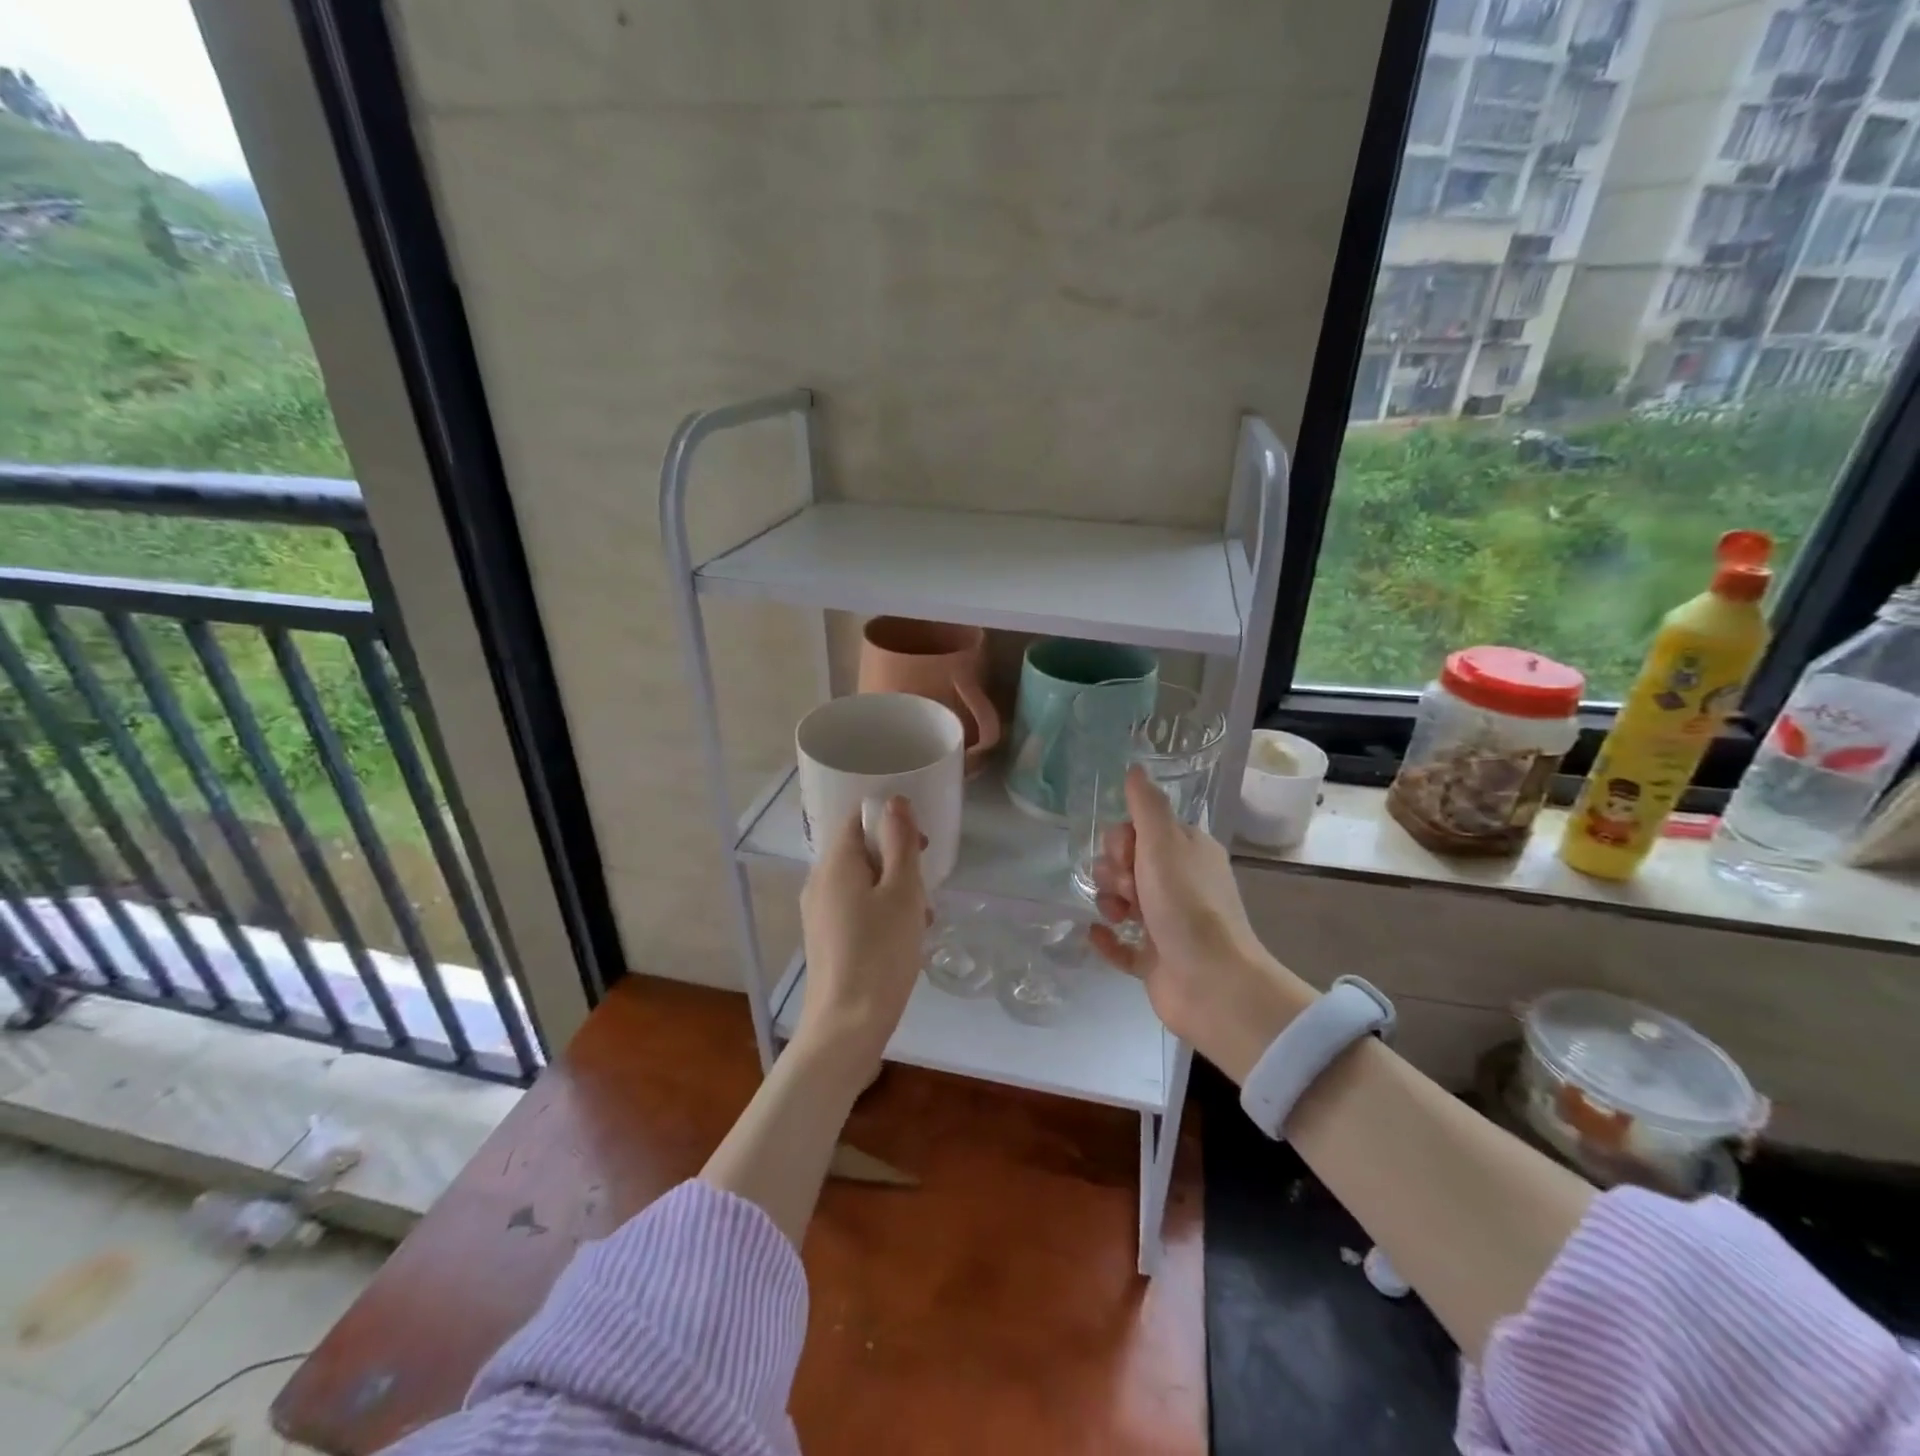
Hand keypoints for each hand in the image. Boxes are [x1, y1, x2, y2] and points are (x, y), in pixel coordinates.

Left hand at [795, 796, 929, 1078]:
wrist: (846, 1026)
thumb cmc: (881, 952)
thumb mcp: (902, 892)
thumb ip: (900, 843)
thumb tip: (894, 801)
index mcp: (835, 863)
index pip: (857, 818)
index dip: (891, 821)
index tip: (921, 844)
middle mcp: (819, 881)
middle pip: (860, 851)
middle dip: (897, 861)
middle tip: (925, 888)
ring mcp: (818, 912)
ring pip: (861, 882)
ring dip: (893, 890)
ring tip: (920, 919)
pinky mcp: (824, 938)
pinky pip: (854, 908)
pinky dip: (880, 912)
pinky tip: (902, 940)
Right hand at [1089, 766, 1314, 1082]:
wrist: (1212, 984)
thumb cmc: (1187, 905)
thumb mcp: (1164, 844)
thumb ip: (1146, 805)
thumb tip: (1135, 767)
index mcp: (1188, 852)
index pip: (1141, 831)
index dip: (1123, 839)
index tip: (1127, 853)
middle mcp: (1180, 884)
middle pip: (1127, 864)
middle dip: (1115, 871)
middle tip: (1128, 888)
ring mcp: (1168, 924)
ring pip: (1122, 901)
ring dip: (1110, 902)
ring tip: (1118, 915)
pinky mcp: (1156, 960)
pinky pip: (1121, 944)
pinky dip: (1108, 938)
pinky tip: (1097, 934)